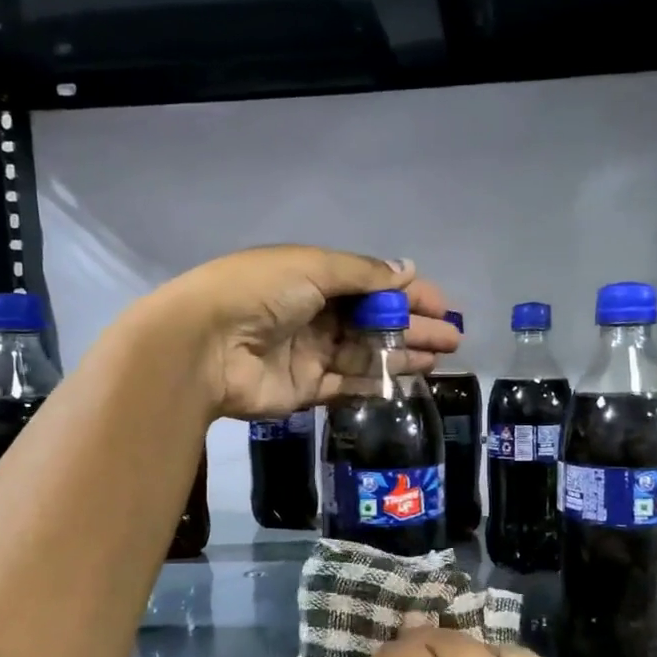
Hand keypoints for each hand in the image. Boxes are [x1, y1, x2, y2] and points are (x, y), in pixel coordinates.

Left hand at [151, 246, 458, 419]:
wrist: (204, 346)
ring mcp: (311, 354)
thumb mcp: (313, 268)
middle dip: (413, 327)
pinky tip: (407, 380)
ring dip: (402, 355)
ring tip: (440, 358)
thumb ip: (363, 274)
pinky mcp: (306, 389)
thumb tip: (408, 270)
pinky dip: (376, 383)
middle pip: (374, 322)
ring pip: (366, 354)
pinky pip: (348, 385)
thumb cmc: (259, 293)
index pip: (371, 284)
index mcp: (314, 277)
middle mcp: (315, 314)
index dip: (407, 294)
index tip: (442, 305)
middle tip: (452, 338)